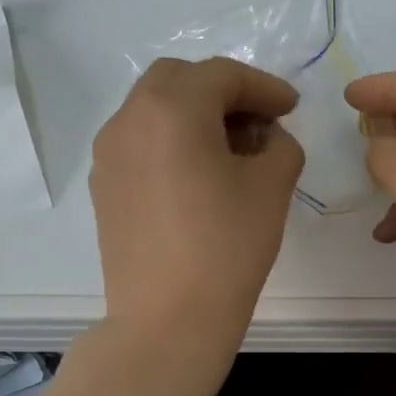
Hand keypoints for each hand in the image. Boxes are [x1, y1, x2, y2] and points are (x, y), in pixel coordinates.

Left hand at [90, 57, 304, 355]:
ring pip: (153, 109)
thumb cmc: (227, 248)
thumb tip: (266, 137)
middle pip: (179, 79)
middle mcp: (130, 119)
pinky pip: (139, 142)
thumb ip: (280, 145)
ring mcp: (109, 153)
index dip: (264, 86)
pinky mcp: (103, 186)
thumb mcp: (272, 187)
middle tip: (258, 122)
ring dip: (193, 114)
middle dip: (223, 91)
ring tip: (229, 150)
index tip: (291, 107)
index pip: (223, 75)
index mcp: (172, 109)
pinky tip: (196, 175)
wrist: (167, 320)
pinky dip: (170, 140)